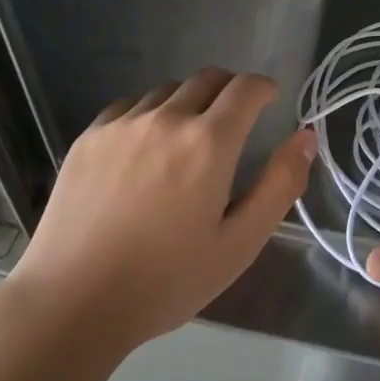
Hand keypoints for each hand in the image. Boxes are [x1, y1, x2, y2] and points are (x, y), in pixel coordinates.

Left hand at [7, 68, 314, 348]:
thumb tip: (306, 137)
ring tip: (189, 136)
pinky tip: (145, 147)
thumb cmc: (167, 280)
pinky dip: (150, 113)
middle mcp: (166, 119)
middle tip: (236, 118)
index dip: (263, 88)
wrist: (73, 302)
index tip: (269, 100)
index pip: (245, 88)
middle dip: (230, 89)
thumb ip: (279, 184)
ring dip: (189, 101)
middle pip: (207, 78)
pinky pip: (129, 106)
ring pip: (167, 90)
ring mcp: (121, 125)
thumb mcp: (240, 243)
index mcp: (209, 143)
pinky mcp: (88, 138)